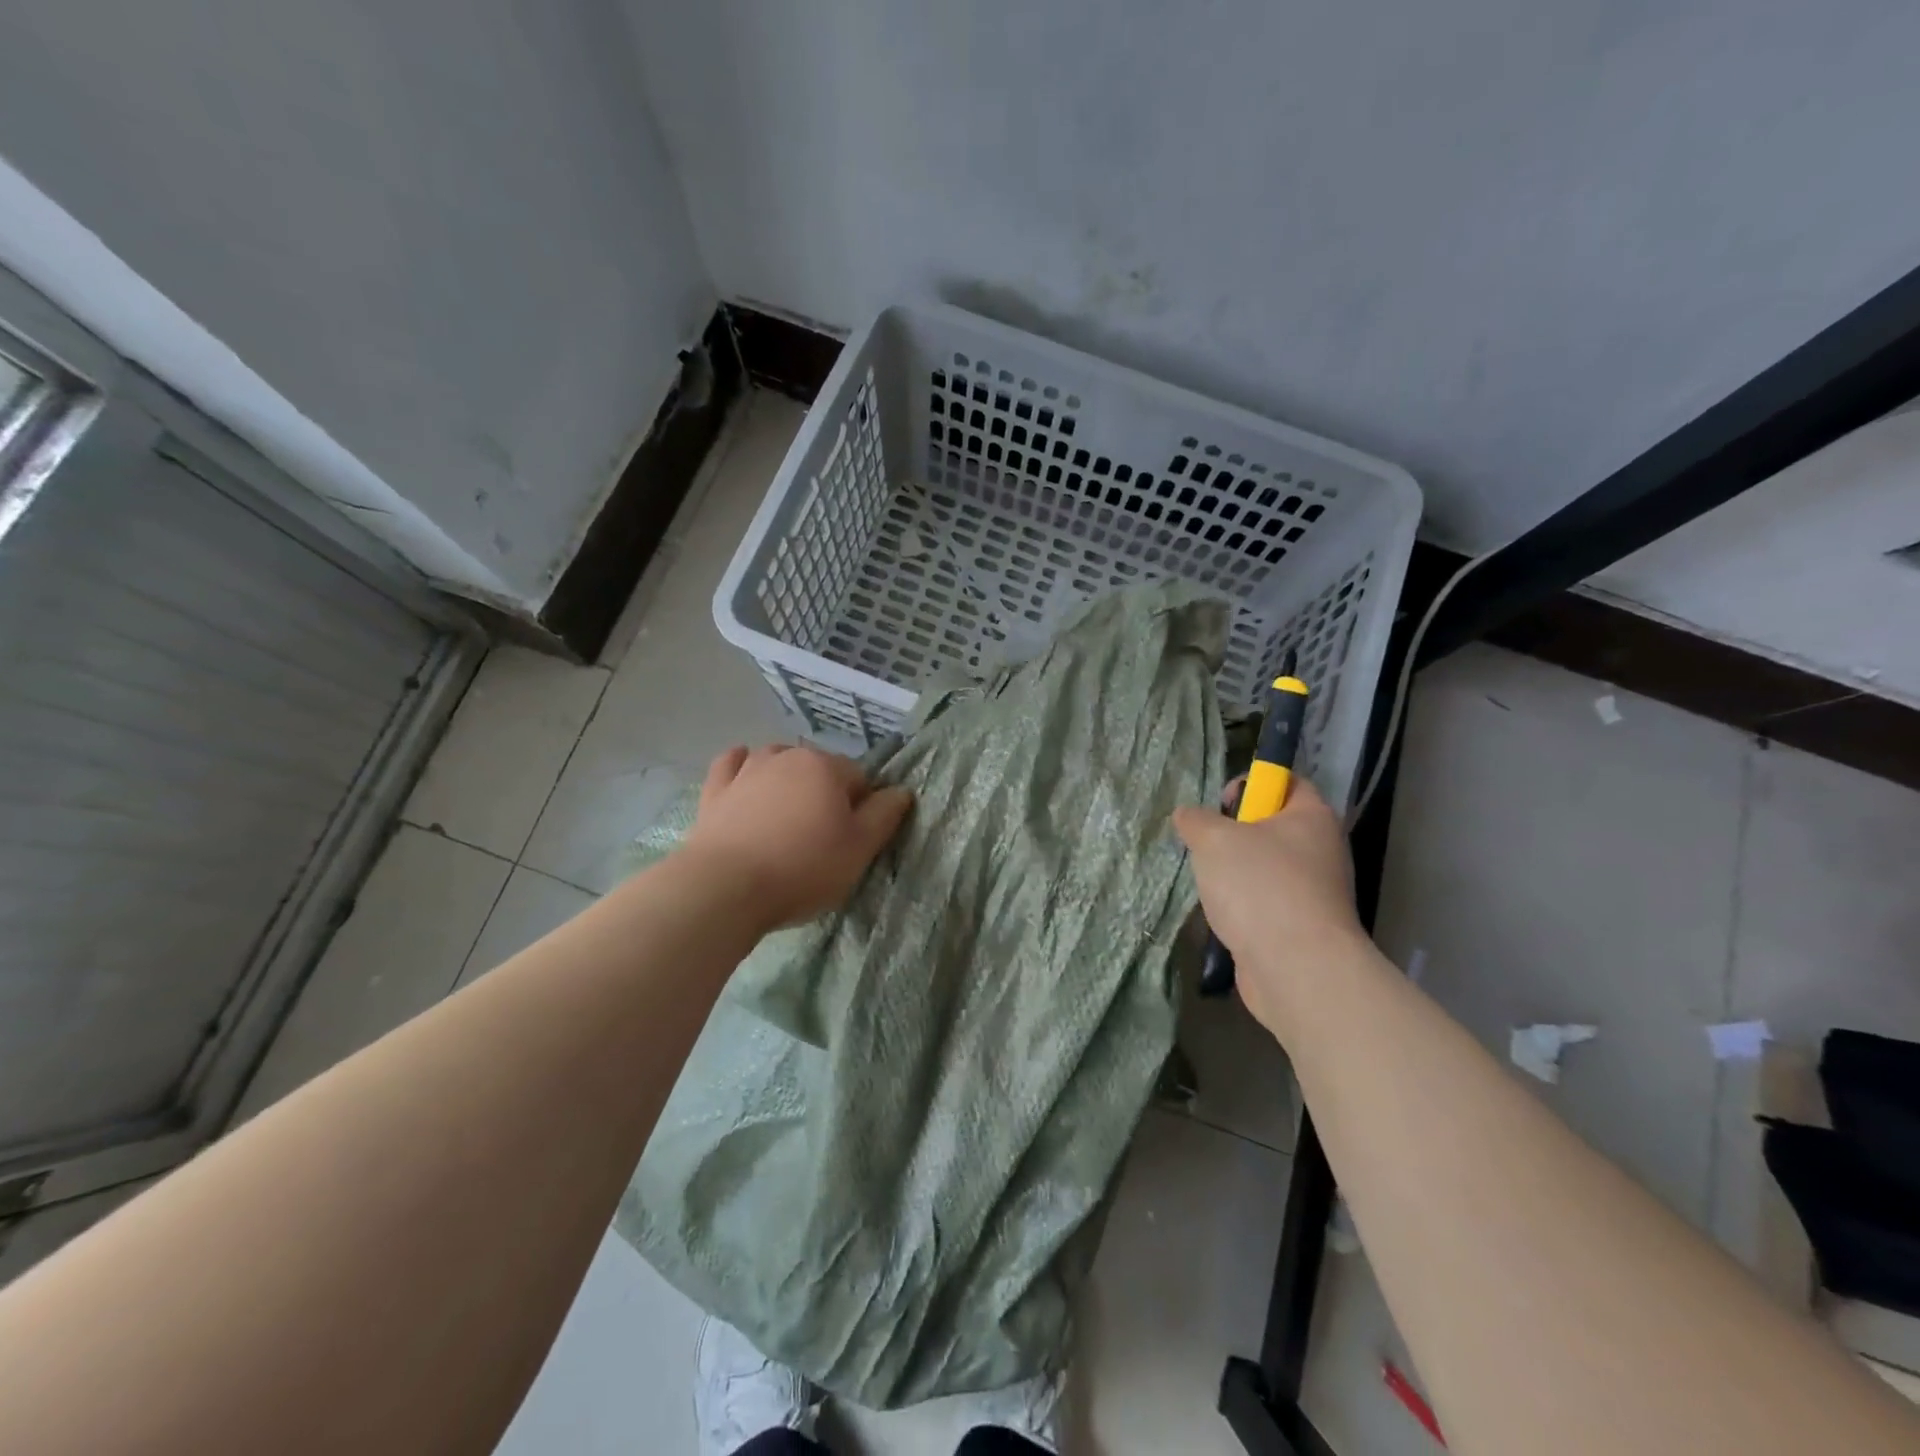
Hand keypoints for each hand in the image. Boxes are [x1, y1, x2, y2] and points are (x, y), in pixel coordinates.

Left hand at [683, 744, 913, 928]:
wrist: (725, 888)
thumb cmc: (802, 868)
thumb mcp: (860, 849)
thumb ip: (884, 815)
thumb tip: (900, 791)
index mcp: (826, 767)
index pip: (858, 777)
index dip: (861, 807)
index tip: (852, 839)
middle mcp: (787, 757)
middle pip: (818, 768)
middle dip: (824, 793)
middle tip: (821, 836)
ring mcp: (747, 770)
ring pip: (777, 760)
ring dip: (786, 777)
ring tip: (787, 814)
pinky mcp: (715, 790)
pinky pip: (732, 765)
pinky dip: (742, 768)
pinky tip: (745, 780)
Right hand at [1172, 777, 1364, 1037]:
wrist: (1296, 968)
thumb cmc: (1259, 886)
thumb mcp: (1213, 839)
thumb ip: (1196, 820)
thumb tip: (1188, 816)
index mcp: (1312, 816)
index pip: (1286, 782)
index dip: (1251, 784)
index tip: (1220, 807)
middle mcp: (1321, 850)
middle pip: (1271, 826)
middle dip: (1232, 835)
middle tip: (1207, 848)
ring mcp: (1314, 892)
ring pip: (1264, 868)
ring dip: (1233, 874)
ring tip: (1211, 887)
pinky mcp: (1301, 927)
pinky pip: (1265, 903)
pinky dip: (1243, 908)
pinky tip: (1223, 918)